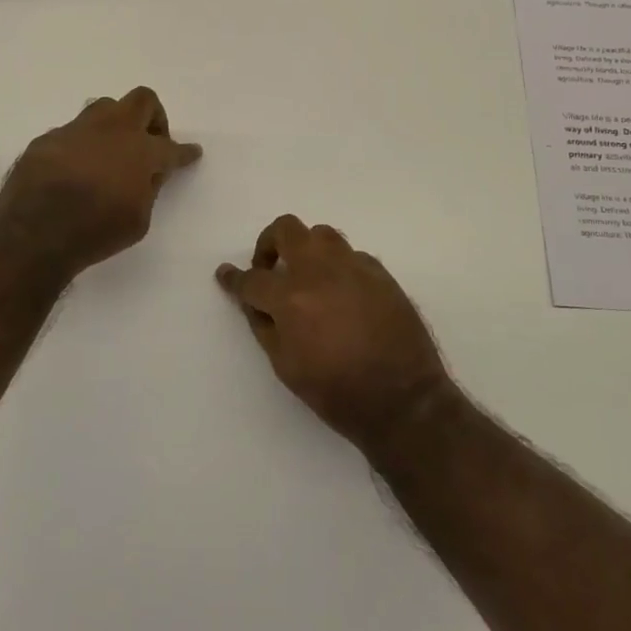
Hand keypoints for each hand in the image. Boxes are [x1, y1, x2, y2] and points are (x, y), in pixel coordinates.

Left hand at [0, 87, 202, 277]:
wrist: (34, 232)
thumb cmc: (95, 231)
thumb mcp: (138, 221)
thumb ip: (147, 190)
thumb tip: (145, 175)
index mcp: (142, 151)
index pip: (172, 147)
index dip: (184, 152)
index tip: (192, 152)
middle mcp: (113, 130)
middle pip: (142, 101)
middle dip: (153, 117)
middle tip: (150, 141)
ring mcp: (78, 129)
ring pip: (105, 107)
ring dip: (115, 124)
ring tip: (111, 151)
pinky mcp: (49, 137)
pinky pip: (73, 131)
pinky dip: (82, 145)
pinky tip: (76, 168)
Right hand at [216, 216, 453, 449]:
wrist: (404, 401)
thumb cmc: (337, 393)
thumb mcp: (286, 367)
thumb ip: (264, 327)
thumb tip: (254, 303)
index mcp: (291, 298)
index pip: (252, 279)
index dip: (234, 278)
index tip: (225, 275)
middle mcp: (320, 272)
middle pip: (286, 229)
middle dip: (269, 243)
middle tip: (270, 269)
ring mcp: (354, 268)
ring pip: (322, 234)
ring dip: (306, 249)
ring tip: (307, 277)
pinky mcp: (381, 274)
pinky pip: (352, 255)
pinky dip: (338, 267)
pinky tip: (341, 293)